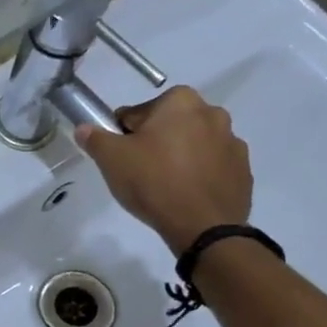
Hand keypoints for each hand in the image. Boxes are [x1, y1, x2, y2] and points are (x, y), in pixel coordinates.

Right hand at [75, 86, 251, 254]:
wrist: (203, 226)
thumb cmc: (153, 182)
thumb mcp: (112, 159)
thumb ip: (95, 139)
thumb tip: (84, 128)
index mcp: (180, 101)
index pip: (138, 113)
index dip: (123, 135)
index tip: (120, 157)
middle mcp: (212, 113)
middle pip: (169, 126)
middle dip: (155, 143)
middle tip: (140, 172)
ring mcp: (233, 142)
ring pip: (193, 145)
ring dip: (179, 157)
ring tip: (164, 187)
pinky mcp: (243, 169)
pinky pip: (212, 167)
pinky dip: (199, 175)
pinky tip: (185, 196)